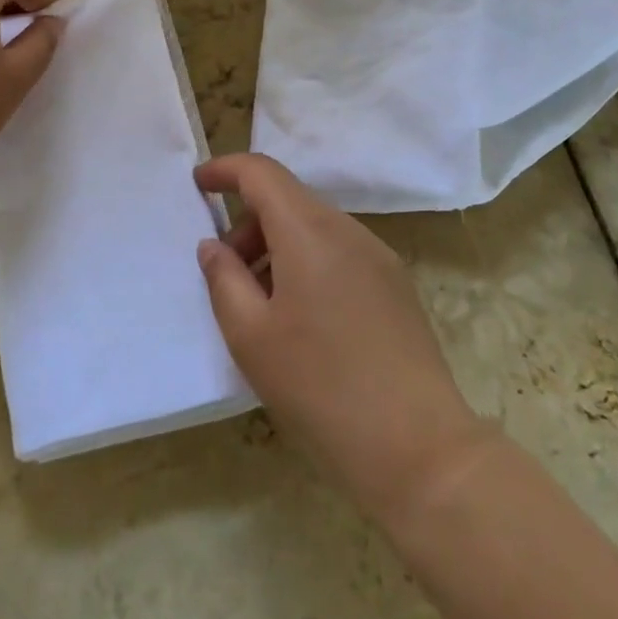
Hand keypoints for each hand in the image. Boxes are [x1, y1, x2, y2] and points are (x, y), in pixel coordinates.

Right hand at [195, 154, 489, 527]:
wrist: (419, 449)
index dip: (225, 169)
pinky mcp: (396, 285)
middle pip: (288, 200)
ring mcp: (378, 257)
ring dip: (277, 247)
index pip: (261, 172)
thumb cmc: (320, 387)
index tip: (198, 183)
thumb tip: (213, 246)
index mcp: (309, 230)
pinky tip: (303, 321)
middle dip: (248, 224)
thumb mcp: (251, 337)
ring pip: (314, 228)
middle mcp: (348, 229)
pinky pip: (339, 253)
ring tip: (262, 306)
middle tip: (226, 274)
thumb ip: (223, 279)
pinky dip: (307, 264)